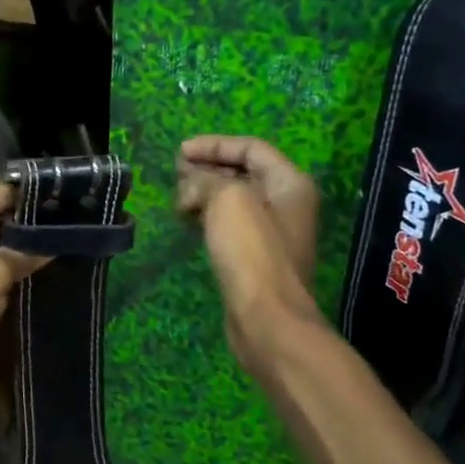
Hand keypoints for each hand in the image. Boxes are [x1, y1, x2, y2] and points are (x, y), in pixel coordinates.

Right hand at [177, 136, 326, 379]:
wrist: (267, 318)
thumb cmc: (251, 251)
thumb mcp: (227, 199)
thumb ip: (205, 181)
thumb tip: (190, 188)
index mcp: (289, 183)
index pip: (251, 148)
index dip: (214, 145)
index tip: (179, 152)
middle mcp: (286, 203)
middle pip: (243, 172)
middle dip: (207, 168)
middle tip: (175, 173)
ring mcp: (272, 232)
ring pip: (234, 200)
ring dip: (204, 193)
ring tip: (177, 198)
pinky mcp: (256, 257)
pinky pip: (230, 224)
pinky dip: (208, 217)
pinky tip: (187, 220)